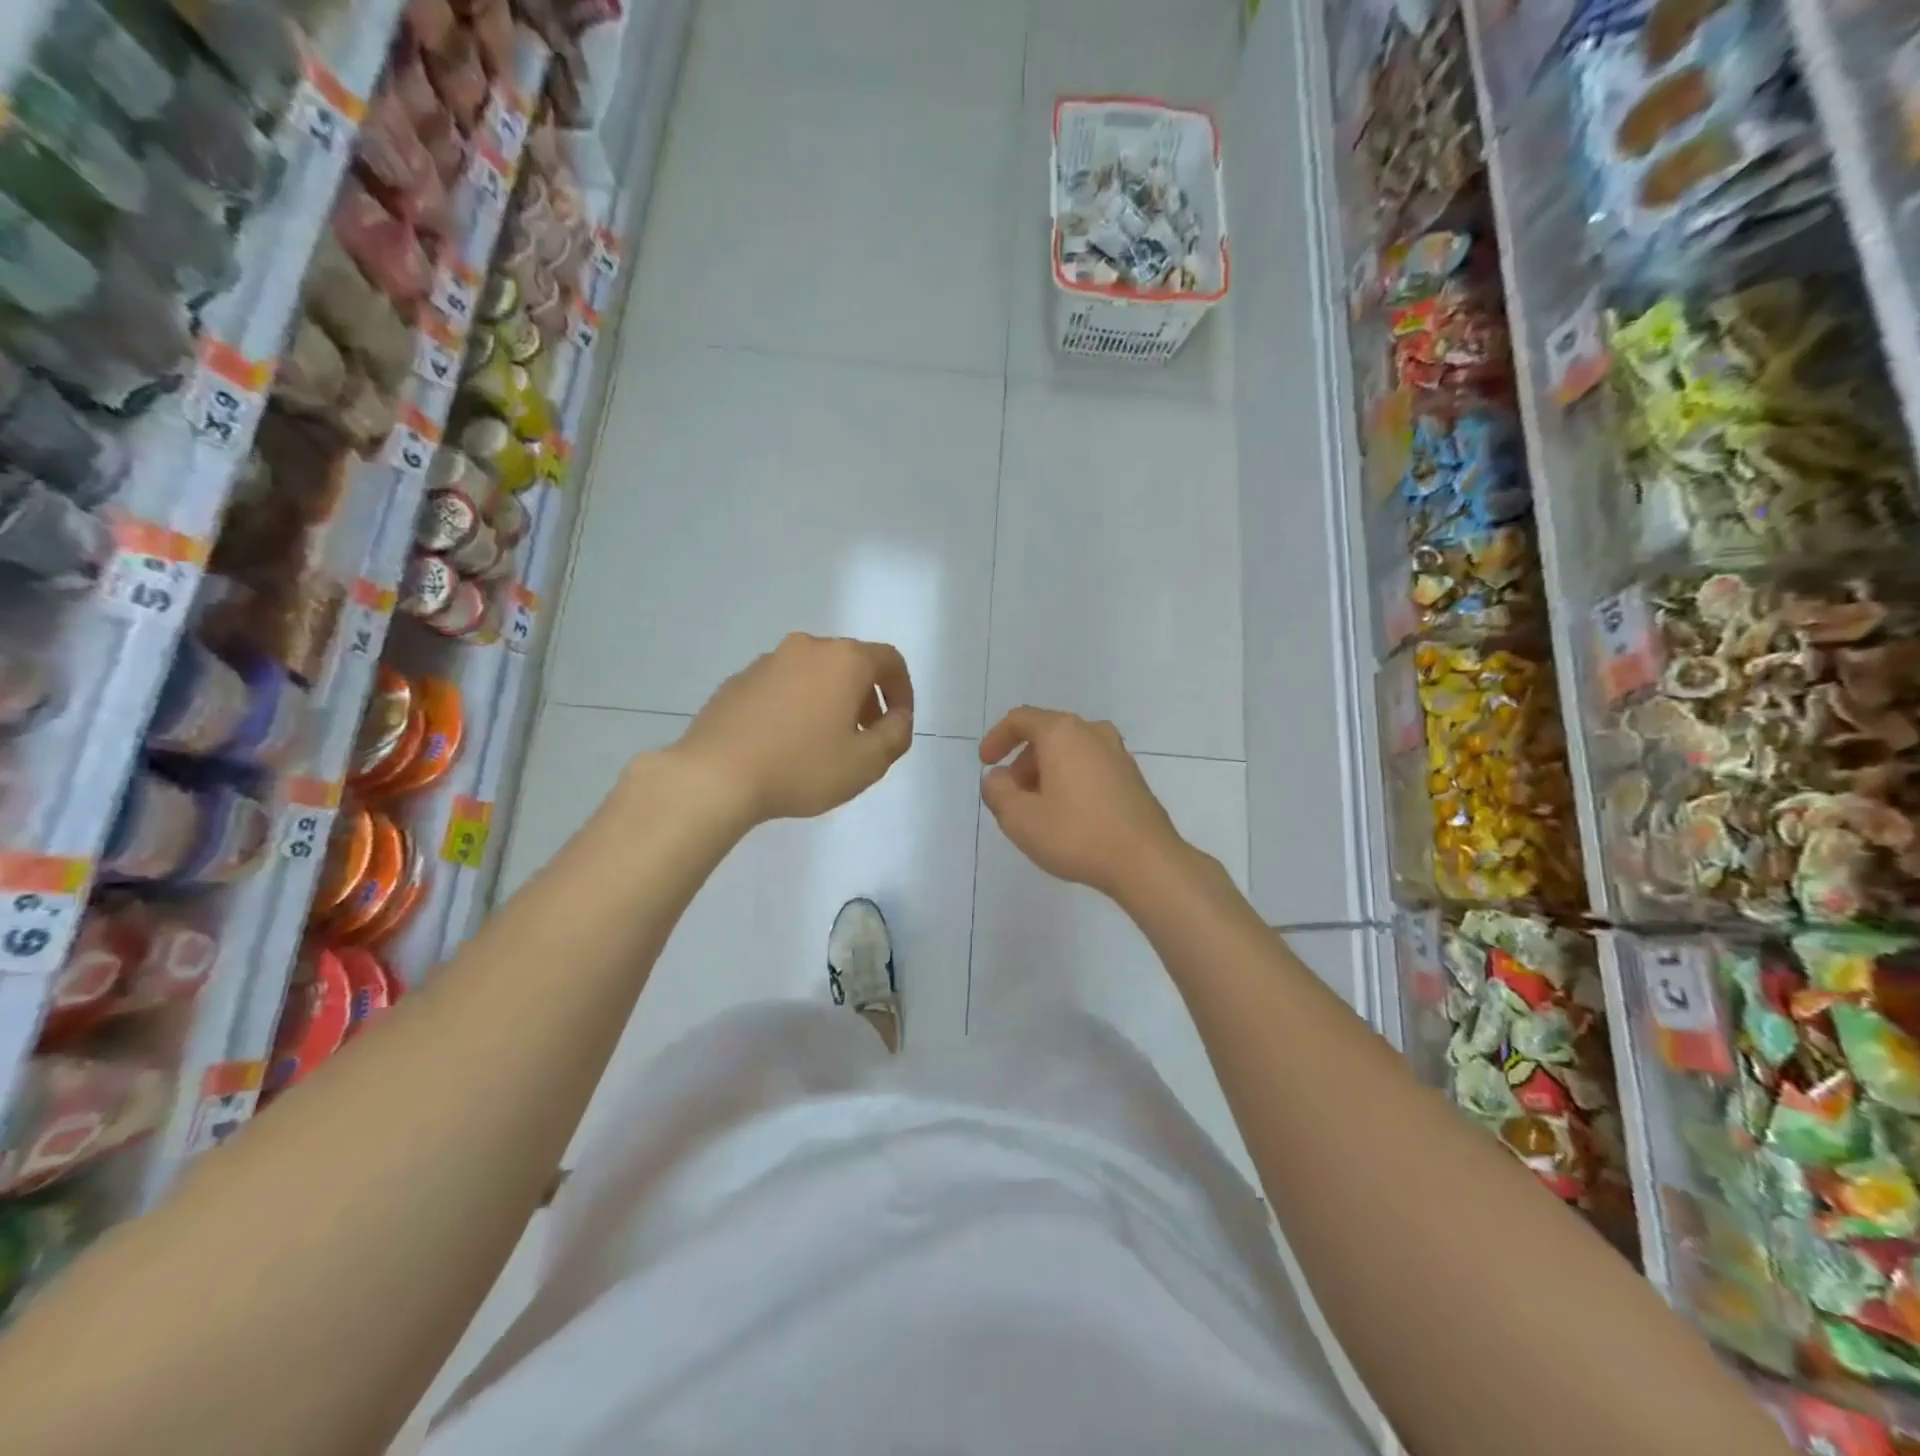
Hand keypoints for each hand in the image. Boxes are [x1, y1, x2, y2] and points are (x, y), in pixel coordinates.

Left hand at [672, 633, 913, 824]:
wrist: (714, 776)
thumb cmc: (801, 767)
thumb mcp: (867, 762)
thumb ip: (896, 734)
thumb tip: (898, 717)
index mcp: (843, 660)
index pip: (890, 660)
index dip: (903, 690)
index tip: (898, 723)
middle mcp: (806, 648)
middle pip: (851, 663)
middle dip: (866, 697)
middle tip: (864, 736)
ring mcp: (767, 662)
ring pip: (814, 674)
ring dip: (830, 700)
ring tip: (823, 743)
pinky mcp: (737, 681)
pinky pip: (781, 687)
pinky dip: (795, 706)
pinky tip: (785, 743)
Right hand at [979, 707, 1185, 900]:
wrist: (1146, 862)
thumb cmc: (1076, 834)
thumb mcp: (1019, 818)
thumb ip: (998, 792)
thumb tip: (997, 778)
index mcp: (1063, 733)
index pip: (1021, 719)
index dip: (997, 738)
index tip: (986, 763)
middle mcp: (1093, 733)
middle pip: (1047, 734)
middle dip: (1022, 762)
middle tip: (1011, 795)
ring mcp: (1118, 754)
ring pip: (1070, 752)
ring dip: (1046, 773)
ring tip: (1037, 810)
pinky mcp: (1133, 778)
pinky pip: (1090, 767)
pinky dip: (1070, 780)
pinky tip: (1068, 816)